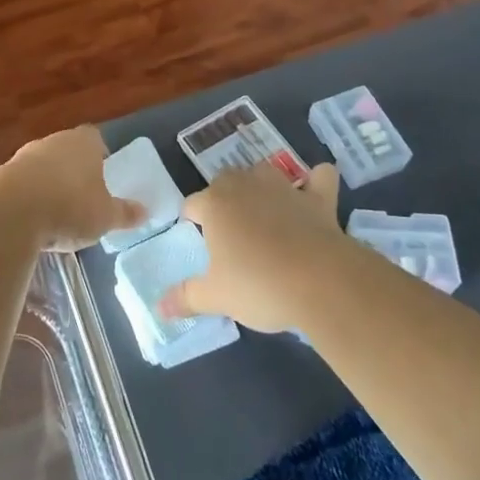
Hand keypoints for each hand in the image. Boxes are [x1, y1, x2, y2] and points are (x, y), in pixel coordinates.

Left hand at [0, 126, 144, 252]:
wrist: (11, 210)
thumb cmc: (71, 206)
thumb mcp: (105, 216)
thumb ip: (125, 213)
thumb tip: (146, 212)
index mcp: (84, 142)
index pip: (95, 139)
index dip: (100, 155)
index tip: (104, 175)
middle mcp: (54, 141)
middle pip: (67, 151)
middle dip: (74, 170)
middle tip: (83, 196)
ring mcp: (25, 156)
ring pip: (43, 166)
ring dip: (49, 184)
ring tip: (57, 212)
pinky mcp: (2, 175)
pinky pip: (22, 184)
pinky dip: (29, 197)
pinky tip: (33, 220)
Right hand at [159, 162, 346, 331]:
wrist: (320, 282)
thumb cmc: (258, 286)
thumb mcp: (217, 297)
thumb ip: (186, 297)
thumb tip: (159, 306)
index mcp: (215, 204)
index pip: (192, 204)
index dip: (192, 221)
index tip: (199, 242)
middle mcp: (246, 185)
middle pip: (225, 181)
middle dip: (223, 199)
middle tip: (229, 233)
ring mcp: (284, 187)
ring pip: (264, 172)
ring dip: (261, 186)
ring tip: (264, 212)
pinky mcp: (318, 197)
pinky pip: (319, 177)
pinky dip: (316, 183)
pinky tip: (314, 194)